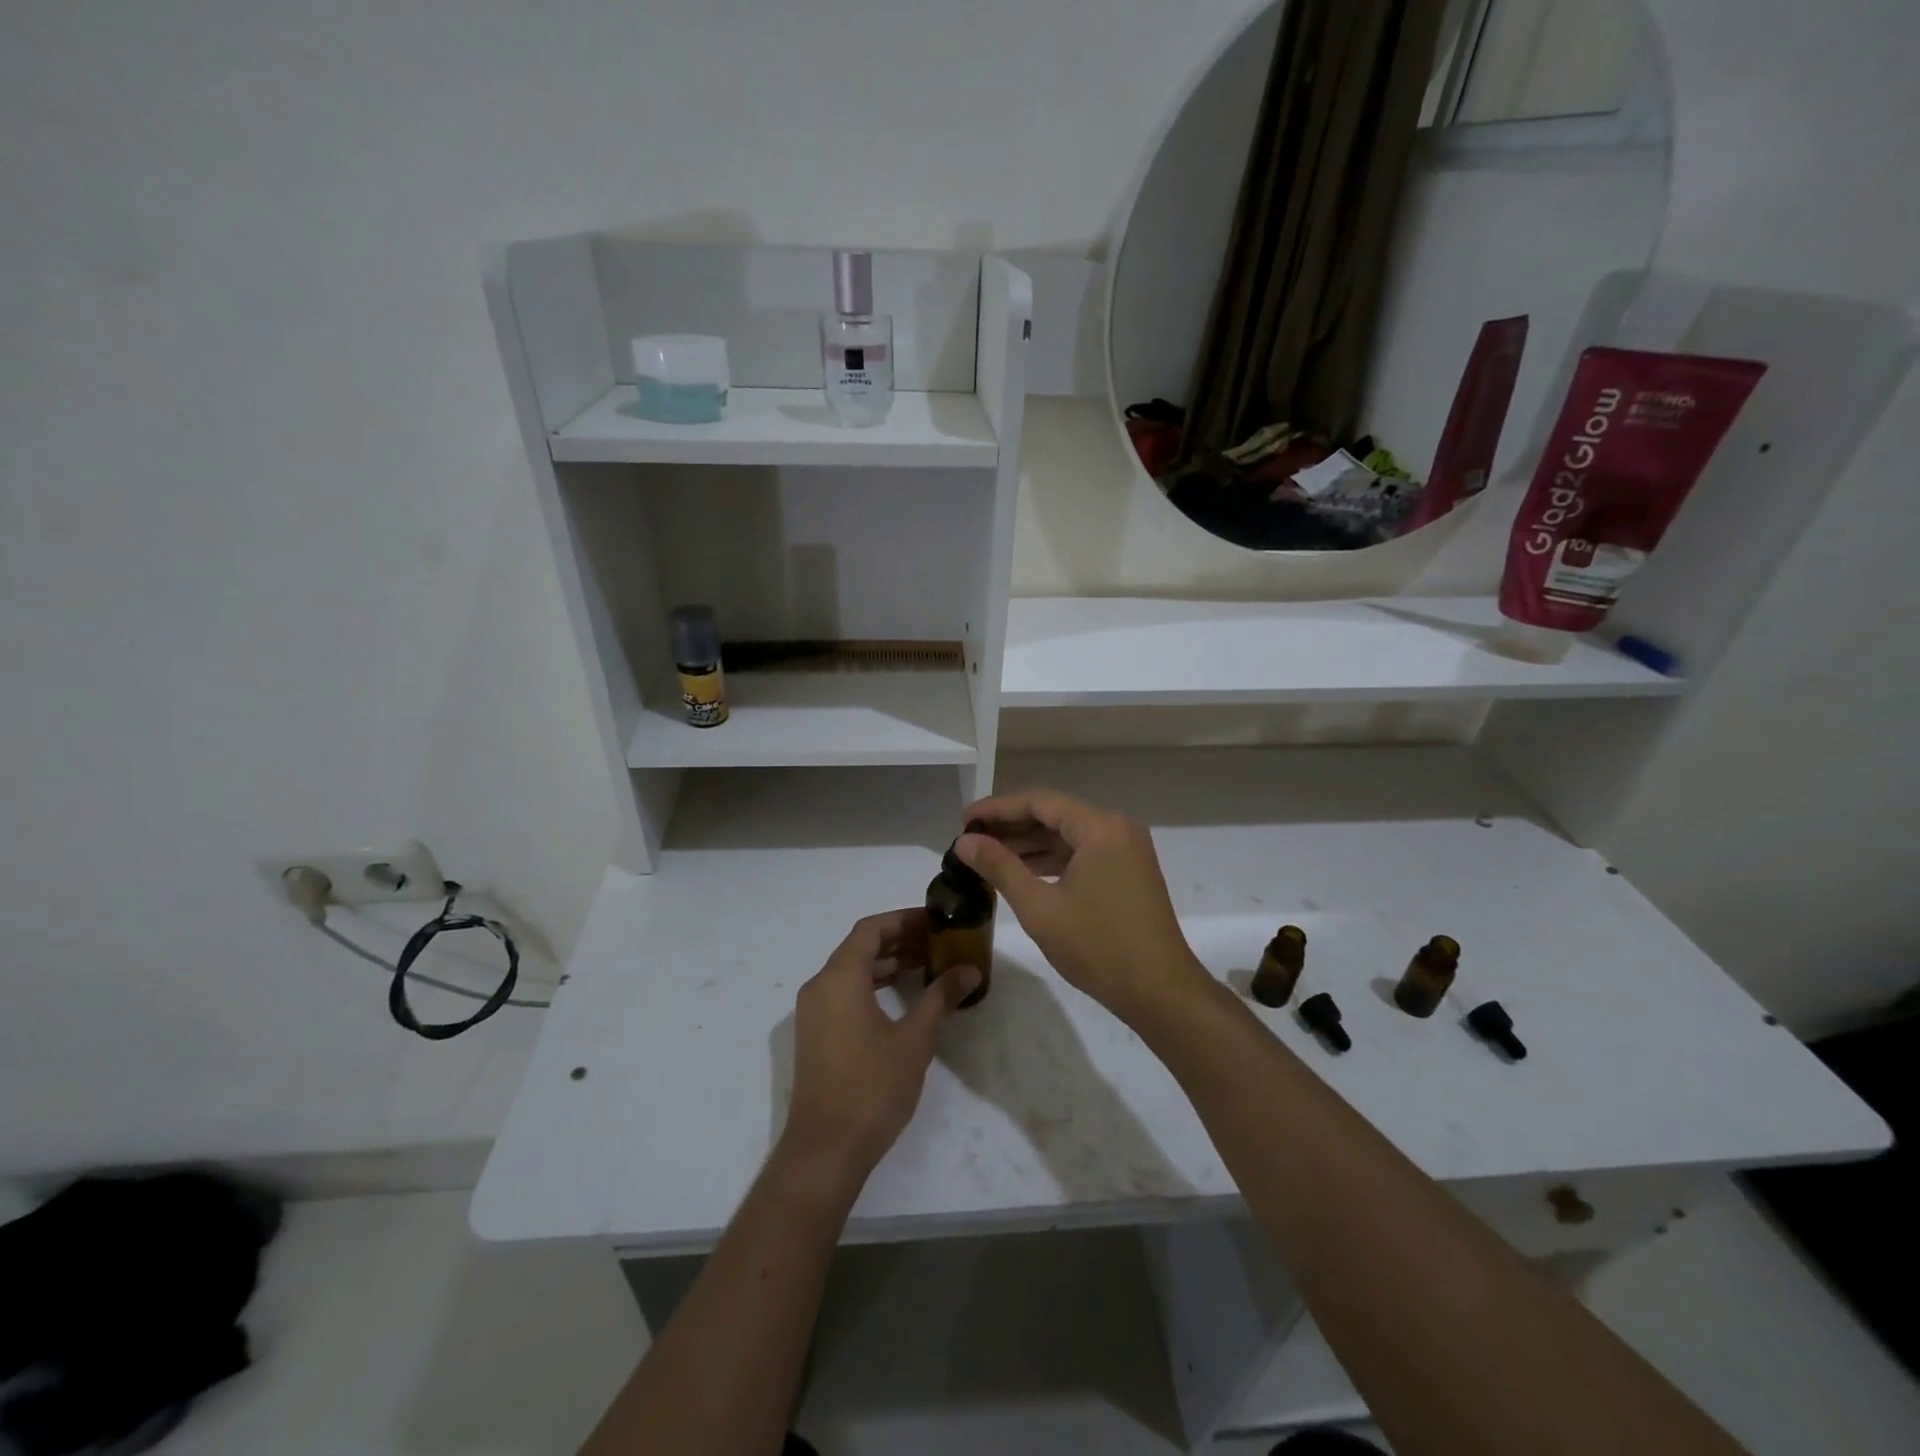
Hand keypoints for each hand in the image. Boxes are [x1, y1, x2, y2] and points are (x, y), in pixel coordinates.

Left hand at [780, 909, 981, 1181]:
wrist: (825, 1150)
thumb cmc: (872, 1087)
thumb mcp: (915, 1039)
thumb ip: (940, 997)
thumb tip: (969, 969)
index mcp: (839, 978)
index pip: (871, 929)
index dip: (904, 920)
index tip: (936, 921)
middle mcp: (820, 986)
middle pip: (859, 947)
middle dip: (899, 940)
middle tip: (938, 943)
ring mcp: (813, 1012)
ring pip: (851, 971)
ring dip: (886, 963)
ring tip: (925, 966)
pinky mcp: (814, 1034)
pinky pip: (843, 992)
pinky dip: (872, 985)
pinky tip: (900, 999)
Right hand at [958, 789, 1211, 1024]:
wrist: (1161, 992)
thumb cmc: (1099, 948)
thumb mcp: (1040, 908)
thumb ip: (1000, 868)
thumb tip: (964, 842)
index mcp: (1100, 827)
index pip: (1039, 802)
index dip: (997, 808)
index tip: (963, 819)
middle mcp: (1116, 827)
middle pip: (1054, 814)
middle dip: (1011, 825)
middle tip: (970, 838)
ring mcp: (1126, 848)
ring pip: (1067, 834)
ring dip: (1029, 843)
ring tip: (986, 855)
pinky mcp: (1128, 869)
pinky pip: (1082, 852)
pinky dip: (1051, 860)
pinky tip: (1021, 872)